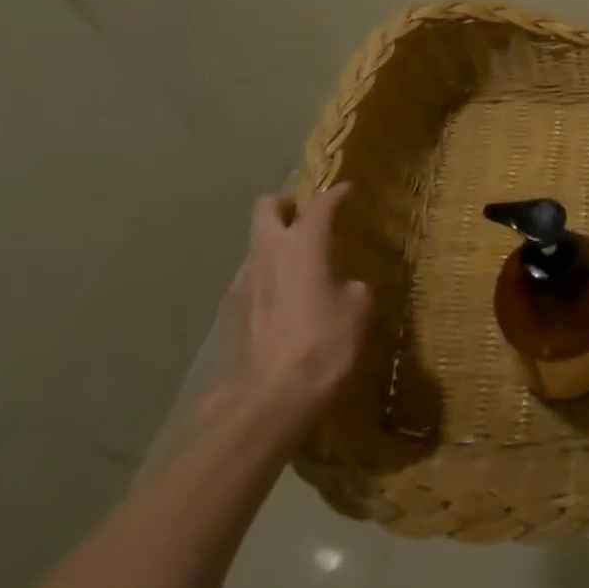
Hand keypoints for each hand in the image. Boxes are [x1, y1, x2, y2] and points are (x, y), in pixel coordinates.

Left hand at [236, 183, 372, 431]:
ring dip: (277, 245)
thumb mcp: (358, 310)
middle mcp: (268, 253)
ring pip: (257, 245)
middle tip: (307, 216)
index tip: (347, 189)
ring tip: (302, 265)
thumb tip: (344, 286)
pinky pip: (253, 280)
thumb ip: (351, 287)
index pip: (320, 205)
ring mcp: (243, 282)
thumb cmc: (323, 343)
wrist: (268, 398)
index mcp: (304, 244)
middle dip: (287, 205)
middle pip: (266, 209)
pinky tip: (287, 302)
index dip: (336, 194)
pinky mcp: (230, 313)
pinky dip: (270, 278)